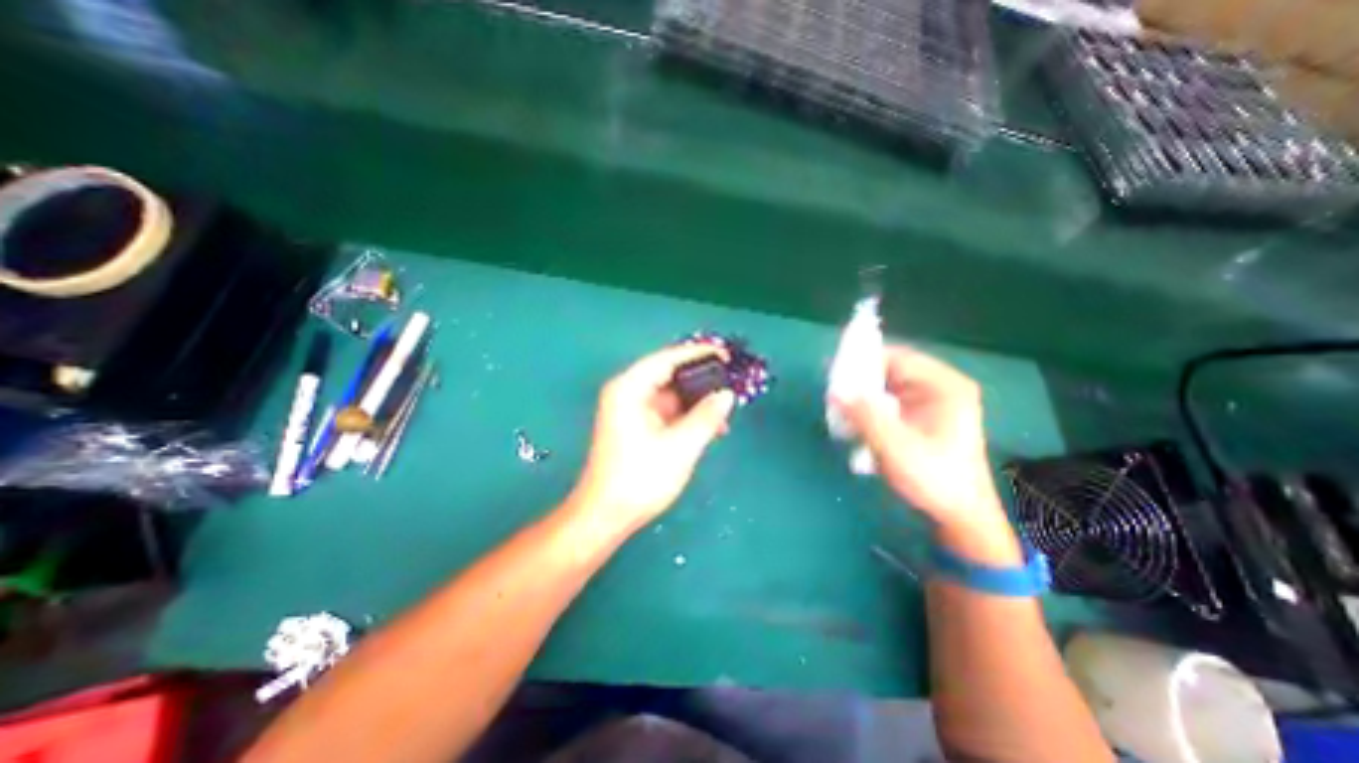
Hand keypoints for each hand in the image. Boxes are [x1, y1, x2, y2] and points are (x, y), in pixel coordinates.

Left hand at [565, 344, 732, 533]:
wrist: (606, 515)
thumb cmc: (639, 478)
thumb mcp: (680, 446)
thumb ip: (706, 416)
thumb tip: (727, 395)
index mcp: (629, 389)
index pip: (667, 359)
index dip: (698, 354)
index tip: (726, 355)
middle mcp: (628, 393)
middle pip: (669, 375)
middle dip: (700, 380)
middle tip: (731, 381)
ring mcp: (632, 410)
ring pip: (671, 395)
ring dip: (697, 401)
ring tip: (726, 407)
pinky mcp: (637, 426)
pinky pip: (668, 411)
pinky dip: (688, 415)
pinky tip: (711, 426)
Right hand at [835, 346, 1012, 541]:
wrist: (960, 516)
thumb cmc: (935, 480)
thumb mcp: (896, 447)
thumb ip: (864, 415)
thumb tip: (834, 391)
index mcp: (944, 386)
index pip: (897, 358)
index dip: (864, 361)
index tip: (835, 373)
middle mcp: (938, 387)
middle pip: (889, 372)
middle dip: (860, 383)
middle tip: (833, 394)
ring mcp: (929, 402)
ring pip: (885, 388)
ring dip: (862, 399)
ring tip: (840, 411)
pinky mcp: (919, 417)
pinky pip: (887, 403)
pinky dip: (869, 411)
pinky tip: (855, 425)